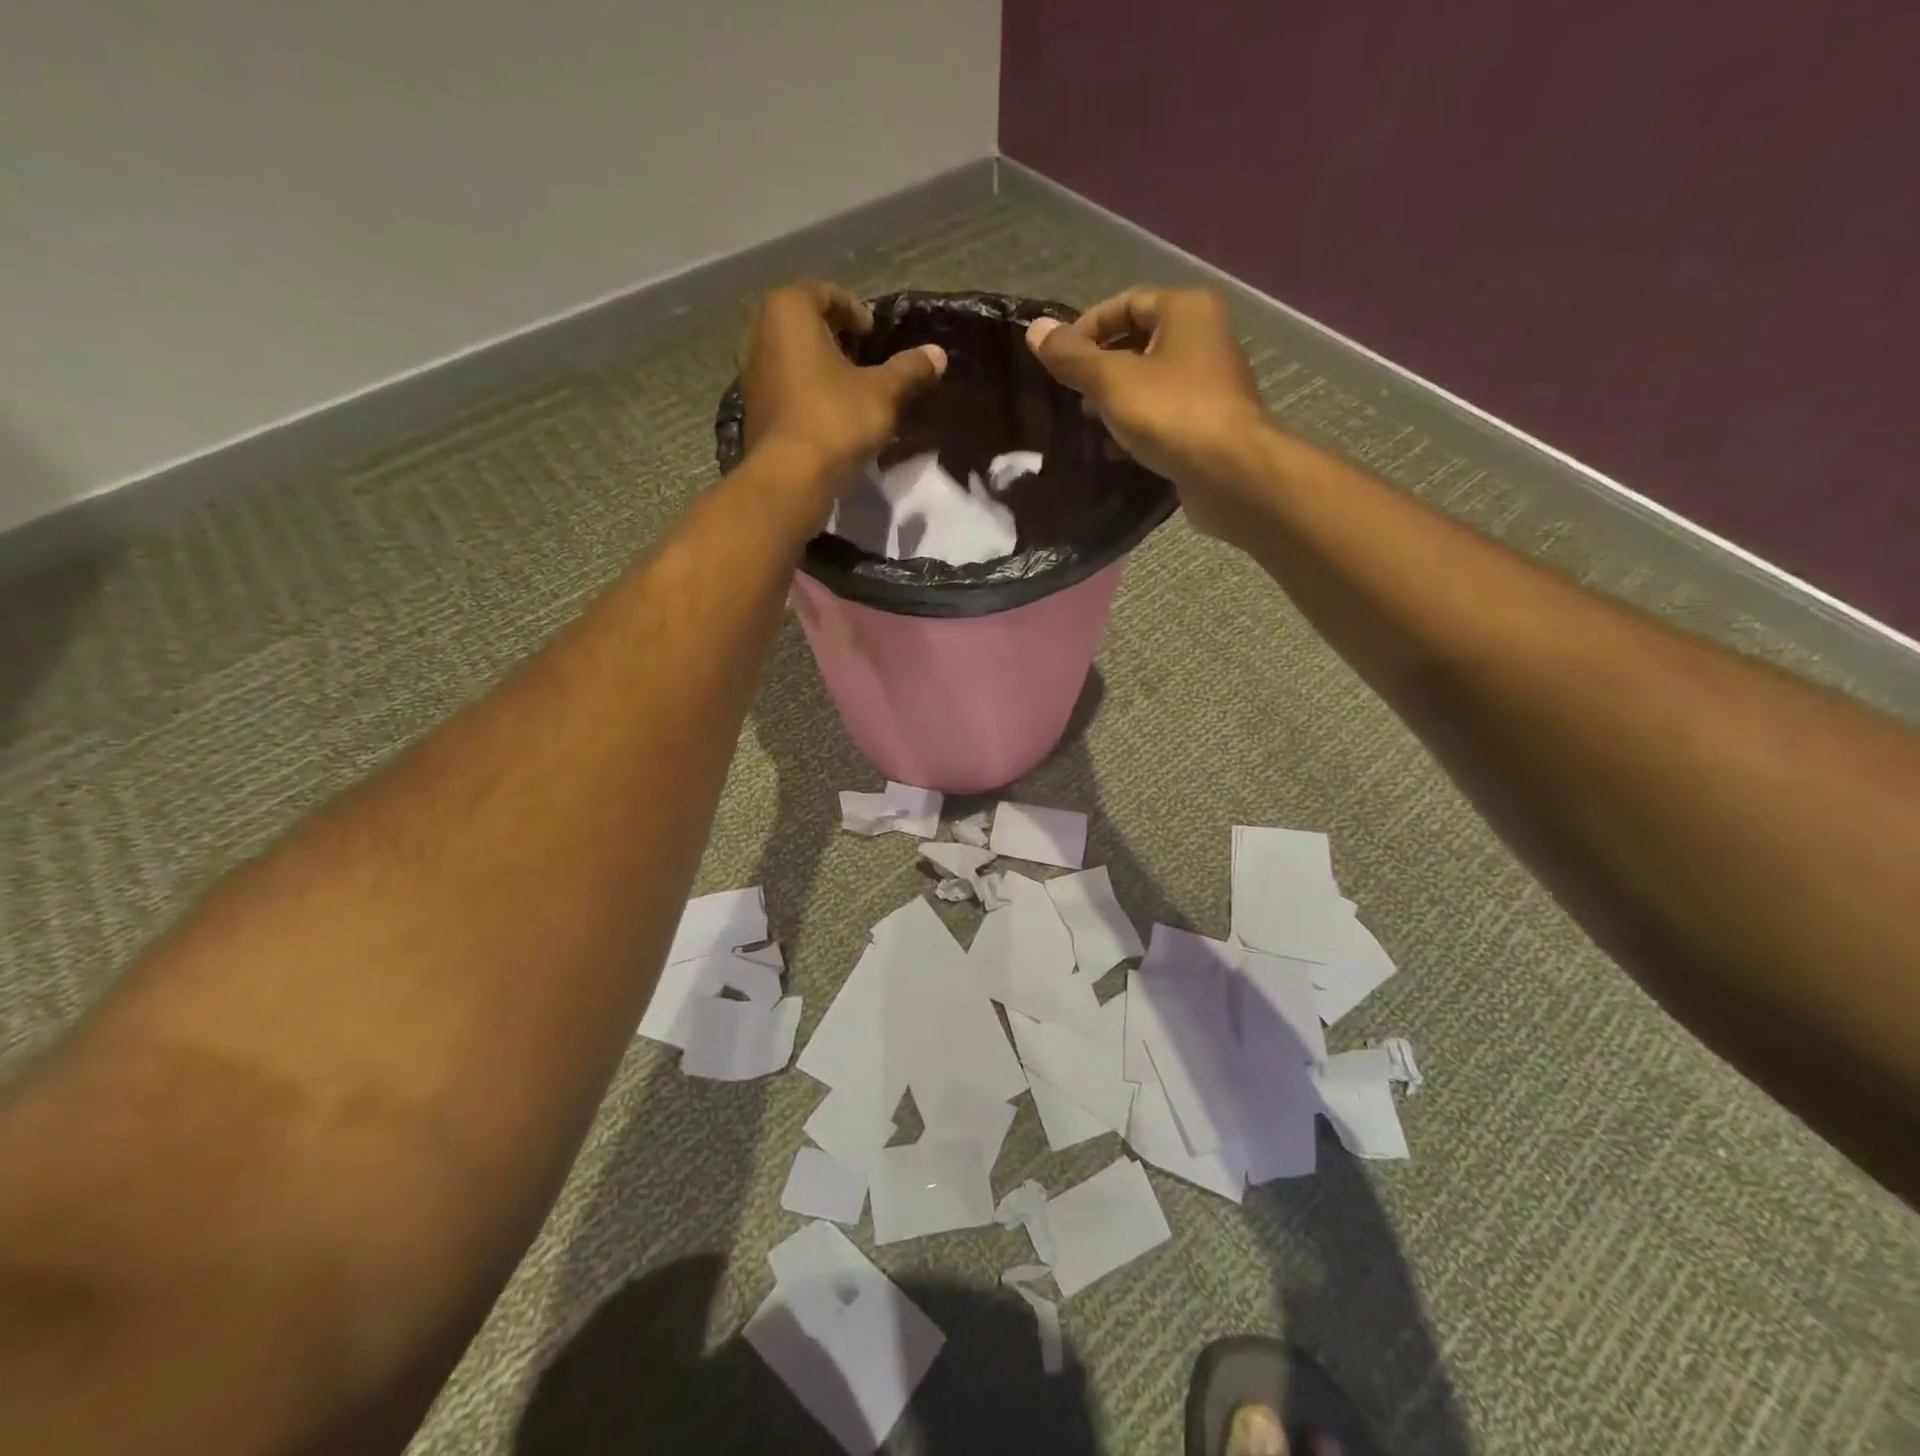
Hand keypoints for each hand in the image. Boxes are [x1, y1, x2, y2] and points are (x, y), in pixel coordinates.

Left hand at [739, 281, 946, 494]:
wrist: (790, 478)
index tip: (873, 333)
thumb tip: (938, 354)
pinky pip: (783, 385)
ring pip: (789, 354)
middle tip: (861, 355)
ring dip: (817, 364)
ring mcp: (750, 372)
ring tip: (848, 386)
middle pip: (801, 322)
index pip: (823, 292)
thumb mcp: (884, 393)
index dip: (853, 310)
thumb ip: (910, 369)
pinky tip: (828, 412)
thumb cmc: (835, 420)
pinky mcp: (752, 408)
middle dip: (832, 335)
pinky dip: (804, 390)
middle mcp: (760, 332)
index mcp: (788, 311)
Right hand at [1027, 287, 1268, 541]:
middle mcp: (1203, 337)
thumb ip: (1072, 357)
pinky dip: (1137, 426)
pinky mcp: (1208, 422)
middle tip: (1072, 395)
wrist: (1229, 472)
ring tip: (1089, 423)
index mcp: (1185, 310)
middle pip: (1138, 342)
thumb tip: (1035, 329)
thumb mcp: (1111, 381)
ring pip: (1150, 381)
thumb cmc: (1170, 413)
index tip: (1058, 359)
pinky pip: (1163, 413)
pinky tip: (1116, 449)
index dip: (1087, 328)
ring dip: (1116, 401)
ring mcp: (1209, 382)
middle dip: (1101, 368)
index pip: (1126, 302)